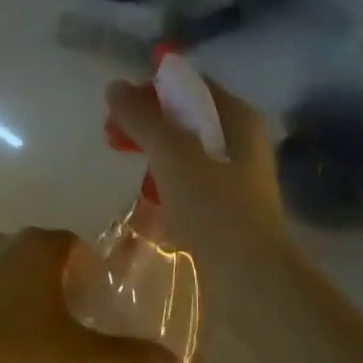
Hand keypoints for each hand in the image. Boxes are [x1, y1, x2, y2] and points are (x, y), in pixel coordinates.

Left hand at [0, 229, 180, 362]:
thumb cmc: (7, 357)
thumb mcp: (76, 361)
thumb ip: (129, 360)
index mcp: (39, 246)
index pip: (79, 250)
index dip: (92, 281)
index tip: (93, 316)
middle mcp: (3, 240)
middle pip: (46, 260)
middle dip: (61, 291)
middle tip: (67, 336)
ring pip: (12, 274)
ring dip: (26, 299)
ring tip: (29, 346)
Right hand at [103, 75, 290, 275]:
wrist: (250, 278)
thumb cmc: (214, 207)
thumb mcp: (173, 155)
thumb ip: (143, 118)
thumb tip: (115, 87)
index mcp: (238, 117)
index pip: (190, 84)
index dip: (152, 88)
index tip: (118, 106)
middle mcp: (242, 140)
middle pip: (186, 116)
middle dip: (146, 121)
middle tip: (112, 136)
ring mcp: (236, 175)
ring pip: (185, 149)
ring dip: (153, 151)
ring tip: (127, 165)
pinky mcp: (227, 206)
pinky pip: (189, 179)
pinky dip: (166, 179)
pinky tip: (149, 197)